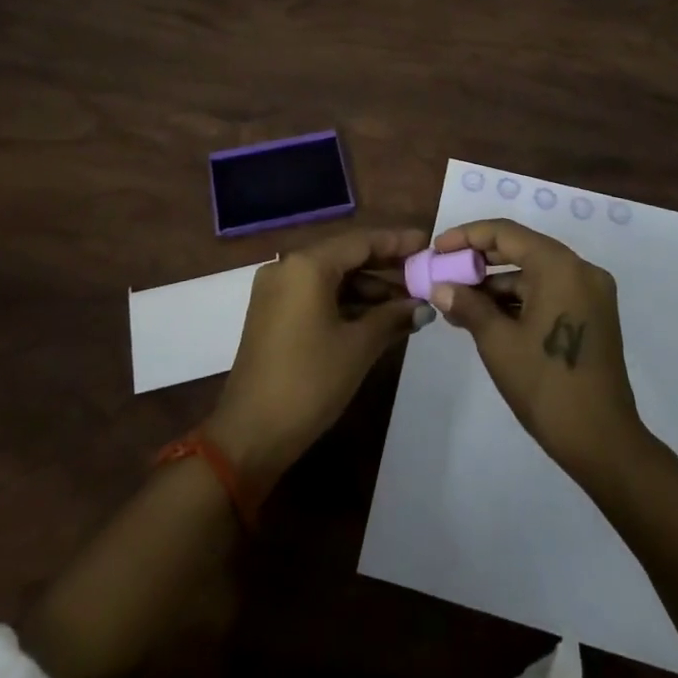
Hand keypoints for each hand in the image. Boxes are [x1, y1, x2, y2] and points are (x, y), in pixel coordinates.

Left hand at [205, 227, 427, 492]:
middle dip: (385, 267)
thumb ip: (393, 317)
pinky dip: (346, 303)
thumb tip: (423, 306)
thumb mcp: (358, 347)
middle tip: (422, 274)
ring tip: (407, 303)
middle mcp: (288, 267)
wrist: (250, 435)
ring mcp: (276, 290)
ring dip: (368, 289)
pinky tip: (376, 318)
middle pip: (345, 256)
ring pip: (332, 277)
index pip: (361, 241)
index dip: (397, 242)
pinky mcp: (272, 313)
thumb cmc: (309, 382)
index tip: (427, 243)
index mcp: (307, 265)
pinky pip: (316, 295)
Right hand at [429, 219, 646, 485]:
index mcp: (559, 266)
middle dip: (480, 260)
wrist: (602, 442)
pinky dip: (519, 299)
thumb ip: (467, 305)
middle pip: (521, 248)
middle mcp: (580, 269)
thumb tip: (440, 287)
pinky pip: (549, 291)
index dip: (467, 237)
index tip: (437, 249)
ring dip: (497, 283)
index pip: (505, 233)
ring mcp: (591, 293)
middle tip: (445, 272)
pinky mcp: (593, 315)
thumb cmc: (546, 385)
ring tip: (458, 301)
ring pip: (534, 273)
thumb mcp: (497, 342)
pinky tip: (487, 316)